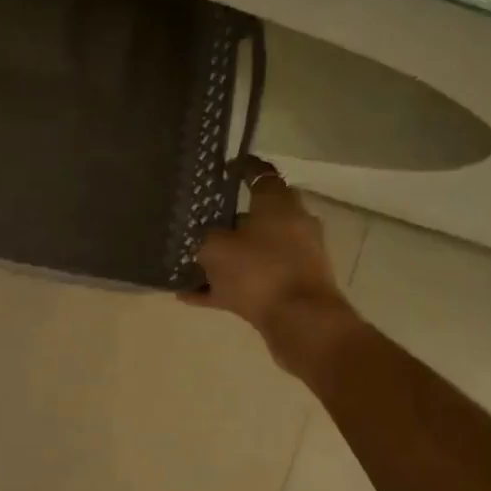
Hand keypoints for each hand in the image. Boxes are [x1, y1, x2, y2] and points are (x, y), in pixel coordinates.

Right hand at [181, 158, 357, 369]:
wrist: (301, 322)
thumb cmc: (258, 271)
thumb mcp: (215, 248)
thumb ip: (204, 238)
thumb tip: (202, 237)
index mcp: (279, 204)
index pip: (260, 173)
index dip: (241, 168)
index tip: (223, 168)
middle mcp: (292, 225)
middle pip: (256, 215)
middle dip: (228, 220)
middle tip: (198, 222)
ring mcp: (295, 258)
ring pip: (252, 251)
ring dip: (225, 257)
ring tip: (190, 265)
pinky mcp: (291, 288)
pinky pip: (251, 282)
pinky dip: (226, 286)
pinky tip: (193, 296)